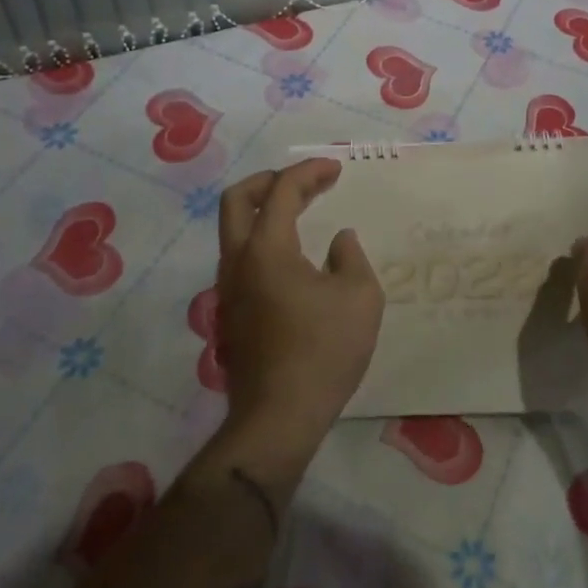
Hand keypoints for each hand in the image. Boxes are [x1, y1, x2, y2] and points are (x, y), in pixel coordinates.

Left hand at [214, 159, 383, 475]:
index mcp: (266, 249)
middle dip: (270, 180)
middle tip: (304, 182)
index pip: (282, 190)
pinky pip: (241, 257)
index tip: (336, 169)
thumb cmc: (323, 352)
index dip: (309, 171)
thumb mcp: (359, 297)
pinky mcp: (230, 313)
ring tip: (301, 213)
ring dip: (264, 211)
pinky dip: (263, 240)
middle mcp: (238, 261)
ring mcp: (228, 289)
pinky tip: (293, 258)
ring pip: (234, 230)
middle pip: (237, 199)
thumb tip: (339, 240)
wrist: (278, 418)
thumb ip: (351, 257)